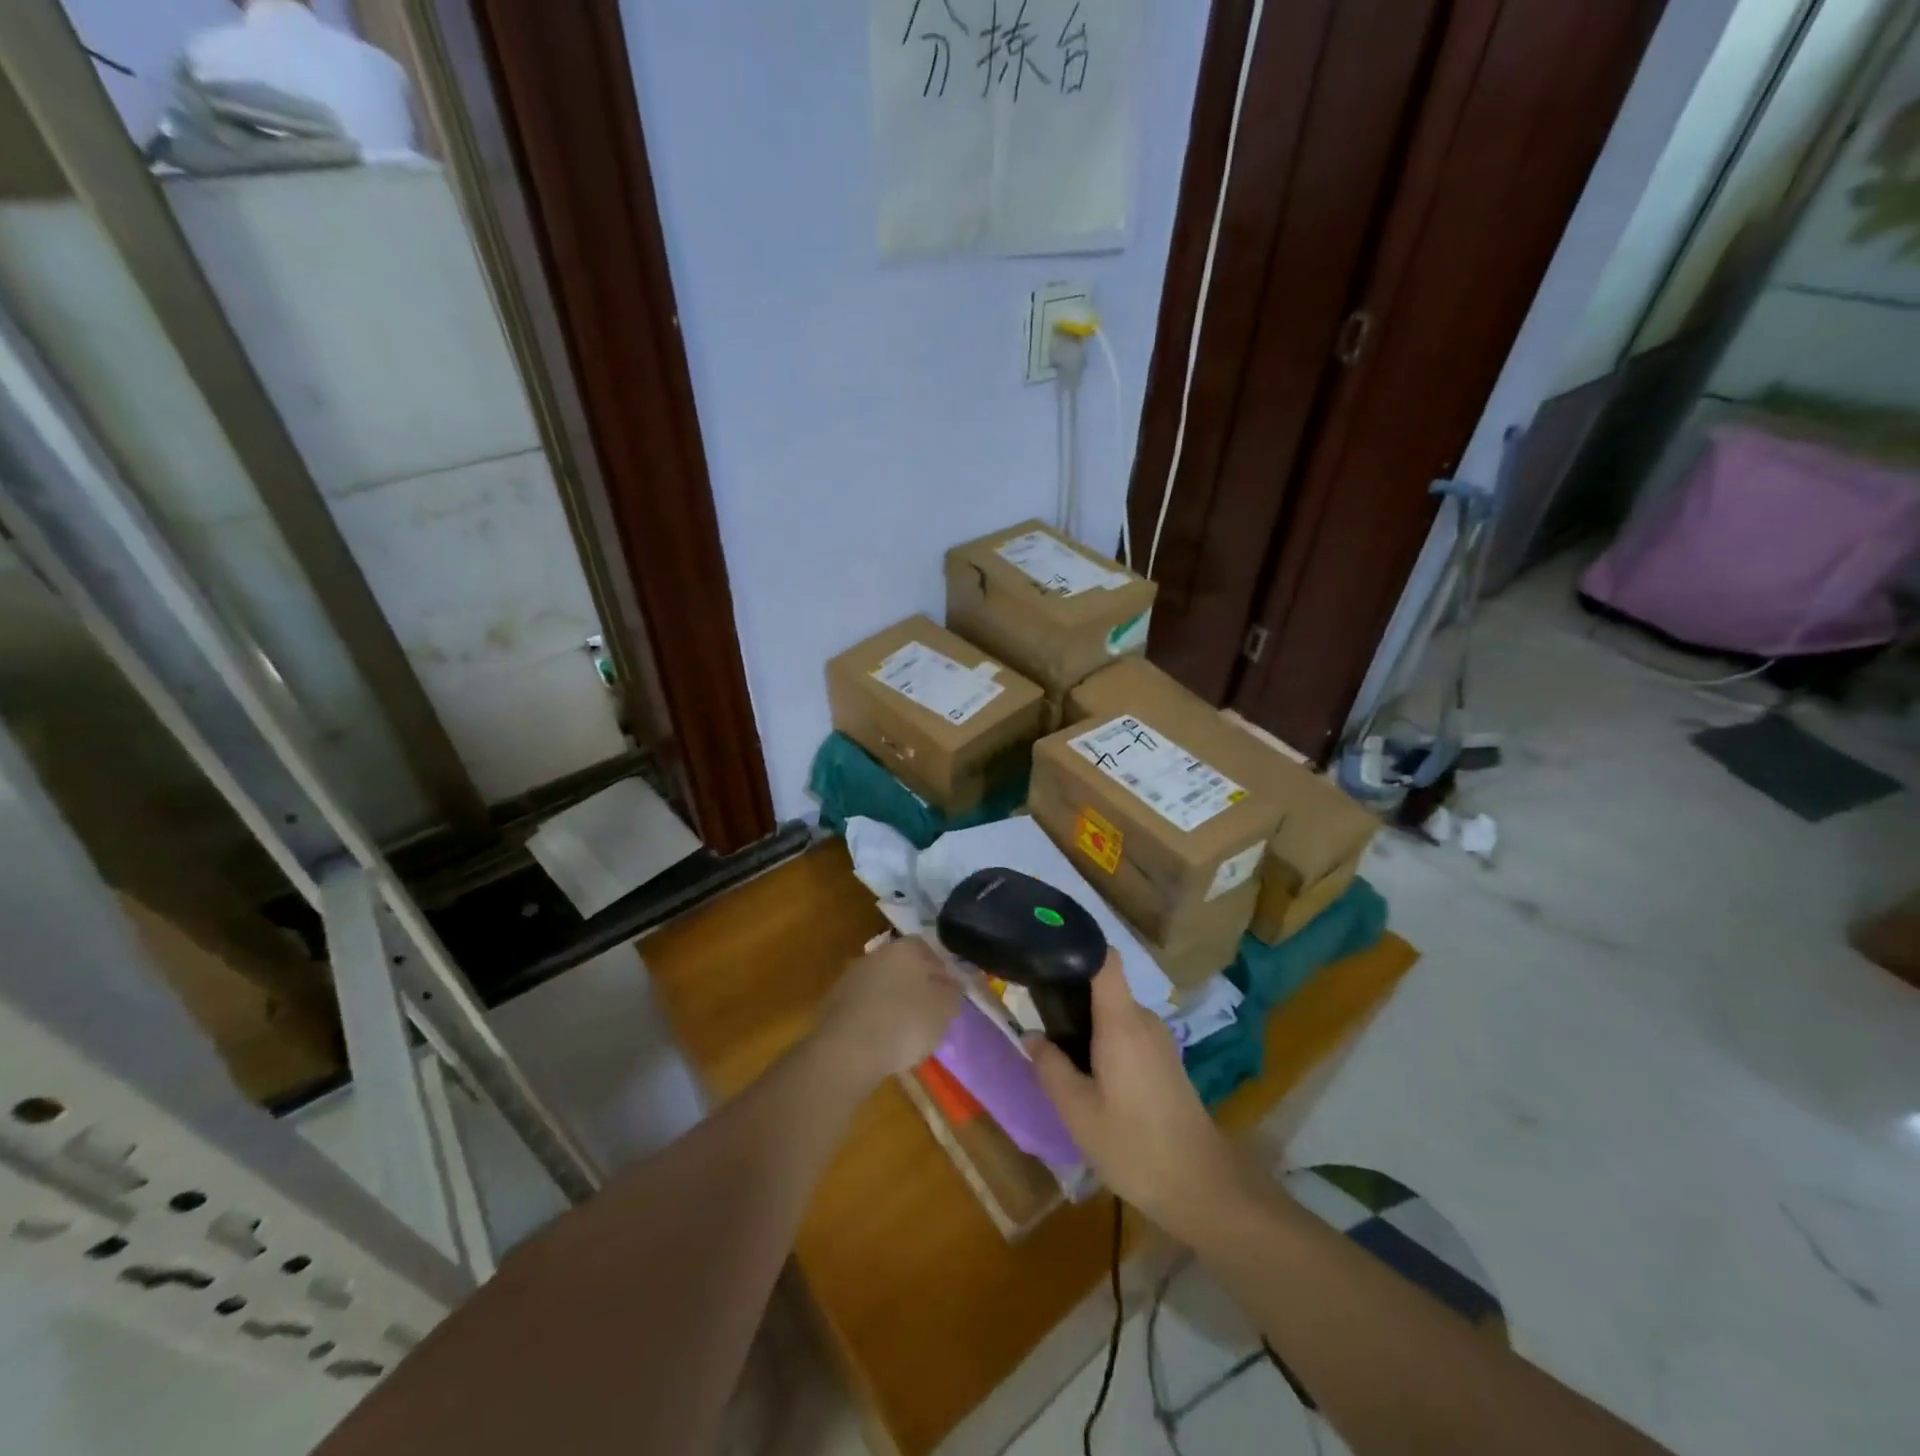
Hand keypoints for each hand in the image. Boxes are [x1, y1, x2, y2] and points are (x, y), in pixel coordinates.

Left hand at [814, 936, 961, 1092]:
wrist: (848, 1049)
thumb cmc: (905, 1023)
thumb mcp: (944, 1009)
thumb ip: (951, 992)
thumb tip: (950, 984)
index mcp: (906, 948)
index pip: (928, 949)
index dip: (940, 971)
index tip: (947, 994)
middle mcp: (877, 954)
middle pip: (903, 965)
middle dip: (915, 985)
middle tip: (926, 1012)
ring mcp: (852, 976)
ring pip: (882, 984)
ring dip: (892, 1001)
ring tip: (903, 1031)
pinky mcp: (834, 1001)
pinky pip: (863, 1005)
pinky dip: (873, 1016)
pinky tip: (879, 1038)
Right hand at [1027, 954, 1249, 1242]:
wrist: (1202, 1187)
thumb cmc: (1134, 1145)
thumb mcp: (1078, 1111)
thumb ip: (1050, 1067)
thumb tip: (1031, 1034)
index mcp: (1122, 1022)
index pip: (1105, 960)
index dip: (1078, 946)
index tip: (1047, 951)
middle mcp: (1144, 1021)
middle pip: (1105, 988)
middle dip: (1071, 996)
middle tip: (1037, 1016)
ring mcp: (1159, 1041)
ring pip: (1115, 1015)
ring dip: (1087, 1025)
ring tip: (1058, 1050)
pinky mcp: (1166, 1061)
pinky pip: (1128, 1034)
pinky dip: (1105, 1042)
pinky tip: (1089, 1074)